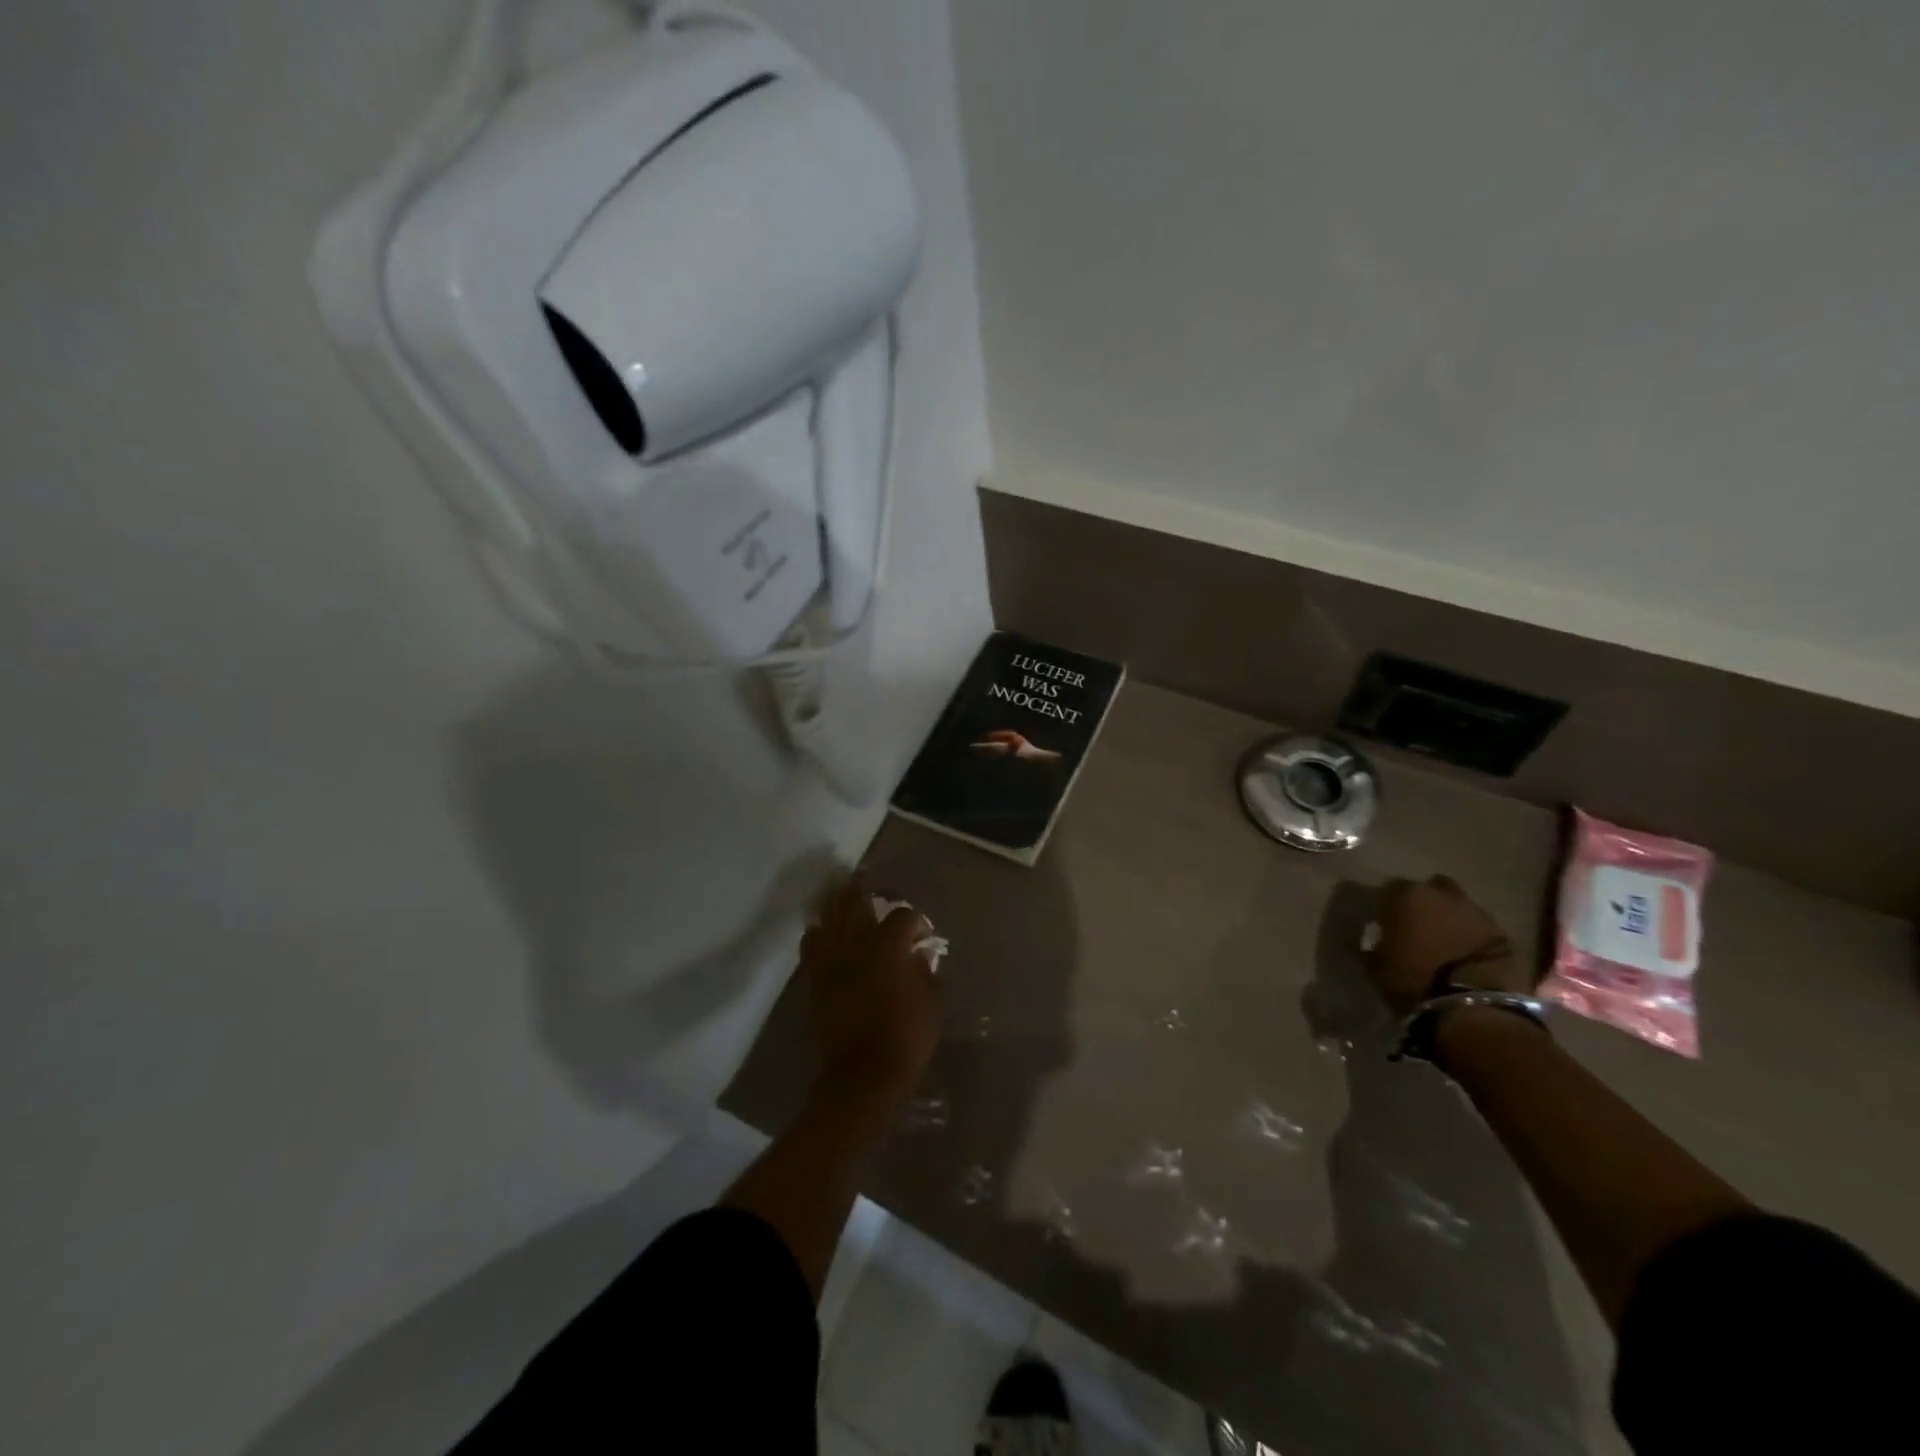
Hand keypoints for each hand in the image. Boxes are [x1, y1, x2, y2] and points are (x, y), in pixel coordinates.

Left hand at [803, 876, 943, 1106]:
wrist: (864, 1073)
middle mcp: (857, 941)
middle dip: (862, 888)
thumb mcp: (934, 1000)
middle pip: (855, 900)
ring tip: (842, 897)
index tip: (922, 933)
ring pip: (828, 916)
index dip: (916, 920)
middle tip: (866, 878)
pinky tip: (824, 931)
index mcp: (890, 944)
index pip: (903, 915)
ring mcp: (831, 958)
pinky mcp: (814, 977)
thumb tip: (919, 955)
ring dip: (836, 904)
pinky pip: (810, 943)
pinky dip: (818, 933)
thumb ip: (927, 969)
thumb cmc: (907, 1036)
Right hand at [1368, 875, 1525, 1018]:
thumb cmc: (1414, 981)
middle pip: (1431, 889)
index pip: (1389, 889)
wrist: (1474, 1008)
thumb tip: (1371, 940)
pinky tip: (1466, 956)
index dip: (1386, 906)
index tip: (1383, 923)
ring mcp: (1478, 913)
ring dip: (1451, 919)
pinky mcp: (1505, 936)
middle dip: (1425, 903)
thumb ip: (1371, 946)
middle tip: (1417, 926)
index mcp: (1407, 896)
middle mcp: (1443, 894)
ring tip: (1444, 943)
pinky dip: (1473, 938)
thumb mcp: (1376, 966)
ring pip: (1459, 907)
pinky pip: (1481, 930)